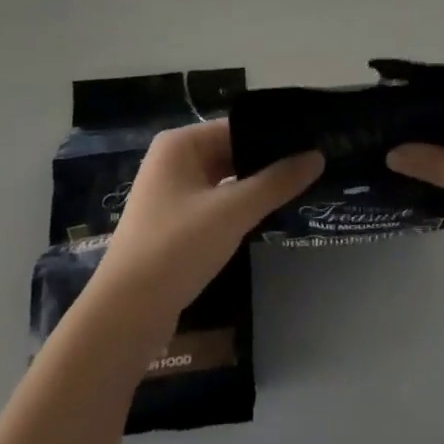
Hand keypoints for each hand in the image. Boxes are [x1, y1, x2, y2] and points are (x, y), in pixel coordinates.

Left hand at [96, 120, 321, 320]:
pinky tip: (270, 216)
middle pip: (232, 152)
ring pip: (226, 181)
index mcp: (180, 144)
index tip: (313, 142)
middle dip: (268, 163)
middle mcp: (173, 161)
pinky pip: (216, 205)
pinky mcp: (174, 225)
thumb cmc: (177, 247)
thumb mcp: (233, 211)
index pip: (238, 127)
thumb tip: (318, 156)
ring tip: (301, 188)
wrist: (126, 315)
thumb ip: (277, 182)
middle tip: (314, 166)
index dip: (274, 135)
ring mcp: (171, 195)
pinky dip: (240, 208)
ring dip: (256, 187)